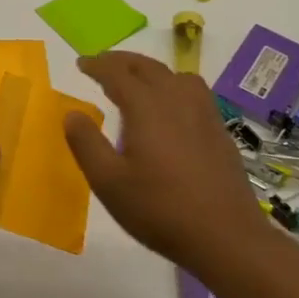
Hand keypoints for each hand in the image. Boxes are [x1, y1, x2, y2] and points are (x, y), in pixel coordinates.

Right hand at [63, 51, 274, 271]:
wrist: (226, 236)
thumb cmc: (159, 209)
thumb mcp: (108, 182)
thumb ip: (86, 143)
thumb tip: (72, 113)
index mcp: (146, 107)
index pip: (117, 73)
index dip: (97, 65)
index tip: (82, 63)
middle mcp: (176, 100)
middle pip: (148, 67)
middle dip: (122, 61)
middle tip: (103, 65)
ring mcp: (203, 114)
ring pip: (176, 75)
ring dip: (152, 71)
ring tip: (137, 82)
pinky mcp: (219, 131)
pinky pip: (194, 92)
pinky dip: (174, 86)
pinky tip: (171, 109)